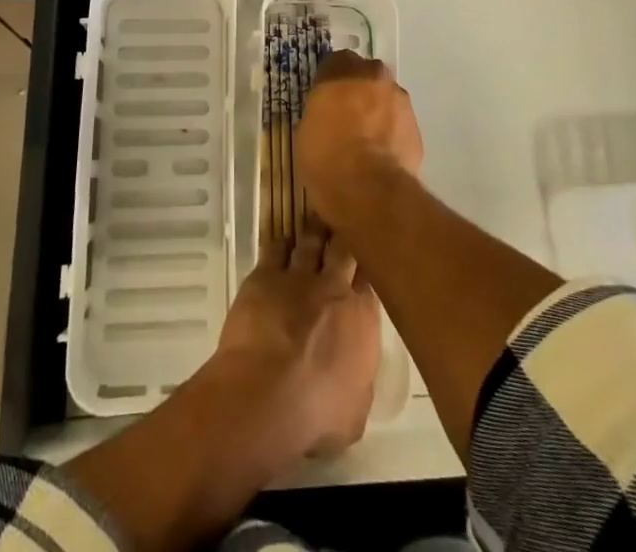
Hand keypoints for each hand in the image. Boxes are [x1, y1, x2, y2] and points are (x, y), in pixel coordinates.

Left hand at [216, 229, 380, 457]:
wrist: (266, 393)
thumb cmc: (317, 413)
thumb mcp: (355, 412)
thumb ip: (359, 381)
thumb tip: (355, 373)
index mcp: (362, 317)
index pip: (371, 279)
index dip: (367, 268)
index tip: (366, 262)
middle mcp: (334, 286)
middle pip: (344, 248)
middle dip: (344, 236)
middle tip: (344, 226)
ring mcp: (298, 276)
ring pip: (310, 241)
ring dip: (313, 232)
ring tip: (316, 222)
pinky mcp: (265, 275)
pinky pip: (275, 248)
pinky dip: (280, 244)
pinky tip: (281, 242)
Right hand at [295, 50, 423, 229]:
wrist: (369, 189)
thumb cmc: (326, 156)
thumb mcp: (307, 129)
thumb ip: (321, 110)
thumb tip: (327, 116)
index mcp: (343, 70)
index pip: (336, 62)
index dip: (330, 82)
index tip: (324, 99)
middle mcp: (374, 75)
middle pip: (366, 76)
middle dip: (358, 92)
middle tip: (345, 117)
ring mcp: (400, 100)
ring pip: (386, 99)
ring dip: (377, 112)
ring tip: (365, 141)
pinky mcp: (416, 127)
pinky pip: (398, 124)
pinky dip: (391, 134)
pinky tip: (380, 156)